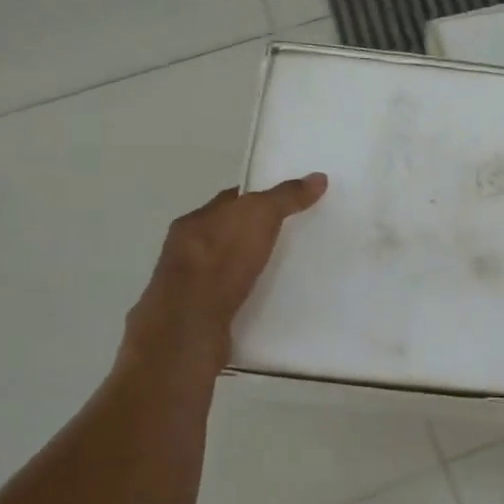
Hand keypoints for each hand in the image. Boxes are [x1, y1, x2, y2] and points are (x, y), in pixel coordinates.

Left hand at [122, 174, 327, 371]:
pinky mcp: (198, 318)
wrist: (190, 326)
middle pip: (226, 234)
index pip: (229, 202)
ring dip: (247, 270)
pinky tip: (264, 303)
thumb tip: (318, 177)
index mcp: (194, 222)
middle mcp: (185, 250)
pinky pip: (226, 299)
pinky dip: (243, 298)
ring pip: (224, 269)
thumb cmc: (220, 262)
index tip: (287, 204)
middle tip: (291, 239)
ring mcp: (188, 287)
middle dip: (253, 236)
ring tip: (281, 274)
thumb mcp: (258, 217)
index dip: (257, 199)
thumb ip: (285, 197)